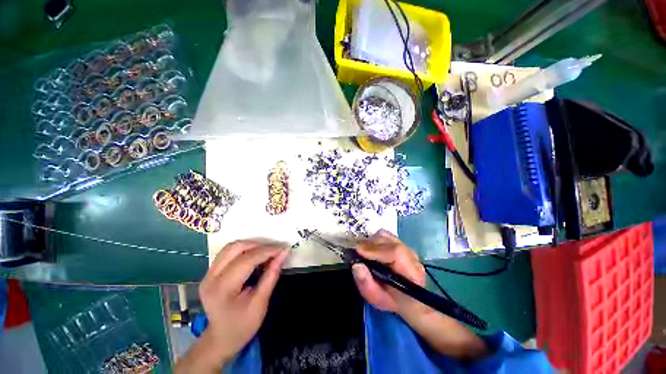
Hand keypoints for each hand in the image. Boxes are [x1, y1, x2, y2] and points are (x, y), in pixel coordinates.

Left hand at [176, 241, 288, 372]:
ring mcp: (208, 274)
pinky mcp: (210, 272)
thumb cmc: (242, 326)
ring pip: (231, 247)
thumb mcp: (261, 304)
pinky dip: (244, 249)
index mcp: (222, 289)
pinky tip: (255, 256)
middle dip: (259, 245)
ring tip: (267, 252)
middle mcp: (211, 278)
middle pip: (235, 248)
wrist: (221, 339)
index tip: (283, 249)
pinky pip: (228, 253)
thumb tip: (284, 254)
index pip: (246, 260)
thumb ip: (271, 276)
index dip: (267, 251)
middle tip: (275, 250)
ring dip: (251, 245)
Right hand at [351, 229, 425, 315]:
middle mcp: (411, 256)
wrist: (409, 298)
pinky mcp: (401, 243)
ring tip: (363, 252)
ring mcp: (406, 247)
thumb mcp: (378, 299)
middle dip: (369, 245)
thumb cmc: (394, 301)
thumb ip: (366, 285)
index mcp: (412, 273)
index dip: (375, 249)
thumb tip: (356, 265)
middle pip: (388, 241)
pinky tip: (370, 249)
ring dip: (371, 242)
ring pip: (385, 236)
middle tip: (356, 253)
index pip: (395, 253)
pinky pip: (384, 235)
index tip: (358, 251)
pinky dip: (374, 239)